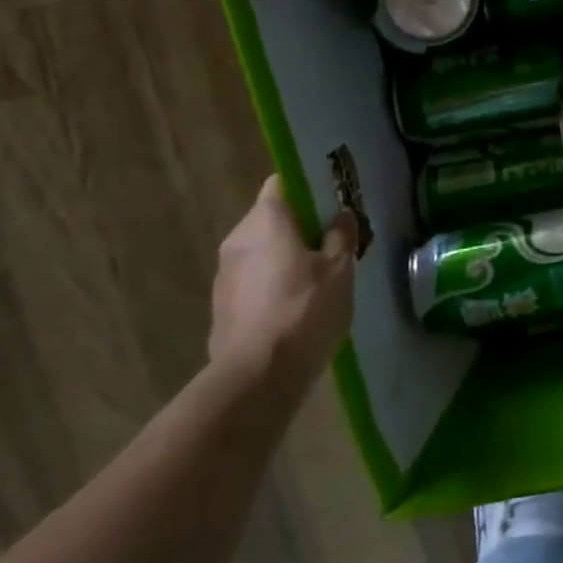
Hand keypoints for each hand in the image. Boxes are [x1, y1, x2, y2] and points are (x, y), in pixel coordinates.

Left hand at [209, 176, 356, 395]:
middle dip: (300, 227)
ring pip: (262, 252)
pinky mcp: (221, 308)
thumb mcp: (340, 268)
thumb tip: (340, 216)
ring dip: (286, 259)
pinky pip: (253, 282)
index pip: (282, 183)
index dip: (307, 188)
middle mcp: (237, 239)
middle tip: (333, 243)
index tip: (332, 203)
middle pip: (272, 219)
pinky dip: (273, 286)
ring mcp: (224, 275)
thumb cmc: (303, 309)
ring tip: (319, 280)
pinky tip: (297, 309)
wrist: (256, 379)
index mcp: (265, 219)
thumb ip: (341, 236)